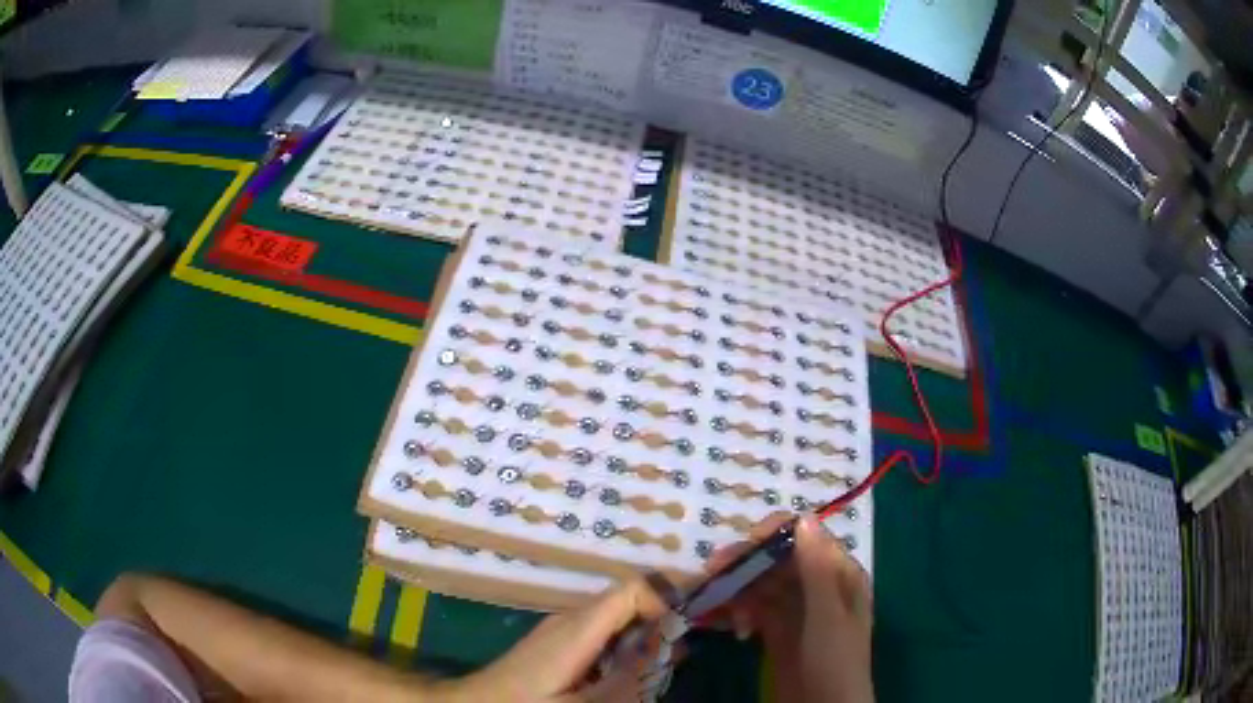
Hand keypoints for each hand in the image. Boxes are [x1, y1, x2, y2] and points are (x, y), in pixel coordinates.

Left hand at [451, 576, 670, 701]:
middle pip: (628, 603)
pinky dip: (619, 650)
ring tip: (647, 676)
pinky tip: (615, 680)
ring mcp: (561, 627)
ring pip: (616, 620)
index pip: (633, 588)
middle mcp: (572, 617)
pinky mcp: (556, 640)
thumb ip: (627, 679)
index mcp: (579, 628)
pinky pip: (599, 634)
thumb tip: (669, 648)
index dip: (664, 604)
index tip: (678, 638)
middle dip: (656, 628)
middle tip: (669, 665)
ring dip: (639, 642)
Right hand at [704, 514, 873, 702]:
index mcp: (839, 574)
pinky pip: (754, 608)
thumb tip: (804, 517)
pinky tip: (733, 628)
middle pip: (778, 558)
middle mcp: (818, 585)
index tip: (743, 544)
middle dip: (747, 562)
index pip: (806, 537)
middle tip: (712, 570)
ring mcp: (796, 608)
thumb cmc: (835, 661)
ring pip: (762, 583)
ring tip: (714, 603)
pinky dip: (739, 611)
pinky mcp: (777, 630)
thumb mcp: (827, 616)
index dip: (774, 534)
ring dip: (738, 588)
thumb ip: (816, 569)